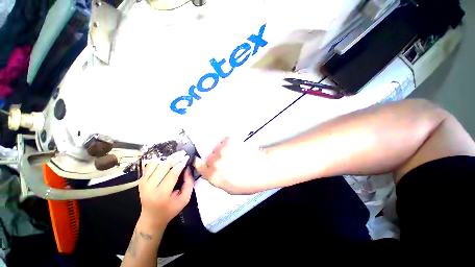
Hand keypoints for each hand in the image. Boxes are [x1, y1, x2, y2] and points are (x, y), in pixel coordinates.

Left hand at [138, 151, 193, 230]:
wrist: (151, 218)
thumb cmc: (170, 209)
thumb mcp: (185, 199)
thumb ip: (189, 183)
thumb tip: (187, 168)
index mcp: (162, 194)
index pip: (172, 174)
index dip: (180, 164)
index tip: (186, 157)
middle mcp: (150, 187)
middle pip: (163, 167)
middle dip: (174, 158)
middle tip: (182, 153)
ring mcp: (143, 184)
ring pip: (155, 164)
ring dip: (166, 159)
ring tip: (175, 156)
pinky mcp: (140, 181)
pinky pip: (148, 166)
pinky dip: (157, 161)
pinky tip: (164, 160)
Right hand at [194, 137, 271, 193]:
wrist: (262, 169)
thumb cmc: (248, 182)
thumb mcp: (229, 188)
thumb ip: (217, 180)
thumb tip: (213, 172)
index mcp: (212, 176)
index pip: (198, 165)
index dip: (200, 162)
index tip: (203, 161)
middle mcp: (214, 162)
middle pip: (208, 156)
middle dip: (215, 157)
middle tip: (225, 159)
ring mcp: (222, 150)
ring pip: (217, 147)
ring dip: (223, 150)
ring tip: (234, 153)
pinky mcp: (229, 140)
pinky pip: (225, 141)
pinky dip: (230, 143)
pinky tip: (238, 148)